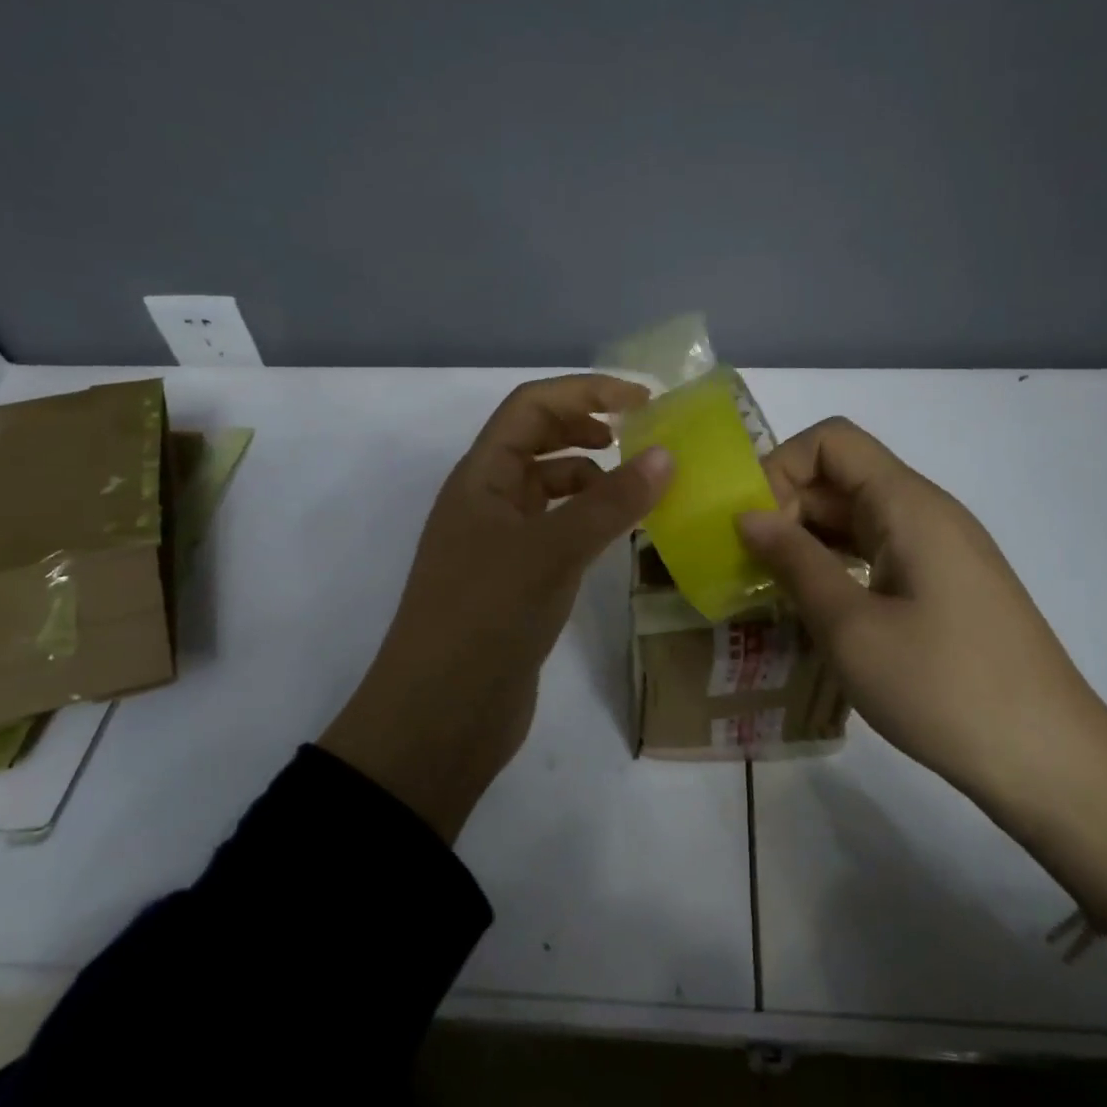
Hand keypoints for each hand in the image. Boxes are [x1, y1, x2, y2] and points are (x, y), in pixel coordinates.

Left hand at [321, 375, 672, 841]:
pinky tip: (620, 536)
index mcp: (481, 477)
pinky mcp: (516, 582)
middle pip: (539, 440)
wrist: (440, 715)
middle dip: (589, 428)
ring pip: (551, 489)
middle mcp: (487, 500)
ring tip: (642, 490)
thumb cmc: (486, 616)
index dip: (585, 391)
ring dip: (593, 478)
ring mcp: (500, 543)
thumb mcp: (551, 551)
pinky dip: (590, 522)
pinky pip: (558, 532)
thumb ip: (610, 503)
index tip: (644, 401)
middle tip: (645, 440)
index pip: (531, 407)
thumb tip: (667, 456)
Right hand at [735, 417, 1106, 803]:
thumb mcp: (851, 628)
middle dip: (785, 508)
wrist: (1050, 762)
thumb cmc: (944, 688)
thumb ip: (795, 562)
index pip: (831, 441)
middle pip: (841, 477)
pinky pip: (877, 552)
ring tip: (767, 587)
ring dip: (806, 541)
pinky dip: (835, 566)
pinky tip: (813, 608)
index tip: (751, 526)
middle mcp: (926, 513)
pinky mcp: (944, 586)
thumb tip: (748, 515)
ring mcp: (939, 550)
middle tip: (746, 566)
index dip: (780, 467)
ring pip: (856, 518)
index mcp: (908, 505)